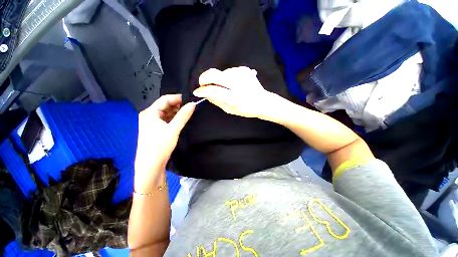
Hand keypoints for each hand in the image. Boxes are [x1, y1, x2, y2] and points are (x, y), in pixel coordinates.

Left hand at [135, 94, 195, 192]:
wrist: (151, 165)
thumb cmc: (160, 145)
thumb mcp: (173, 129)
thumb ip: (183, 115)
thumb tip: (193, 104)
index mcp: (150, 112)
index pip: (165, 99)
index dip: (178, 98)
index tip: (190, 100)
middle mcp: (149, 115)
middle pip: (165, 105)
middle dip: (178, 105)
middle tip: (191, 107)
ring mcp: (152, 122)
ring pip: (167, 113)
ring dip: (177, 112)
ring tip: (188, 113)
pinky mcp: (156, 129)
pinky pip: (166, 119)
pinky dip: (174, 119)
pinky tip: (182, 120)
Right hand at [193, 67, 275, 118]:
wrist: (263, 101)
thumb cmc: (246, 109)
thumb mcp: (230, 110)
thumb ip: (216, 101)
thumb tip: (205, 94)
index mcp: (234, 98)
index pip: (213, 91)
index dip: (202, 91)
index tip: (197, 92)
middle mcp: (237, 84)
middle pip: (213, 74)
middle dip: (204, 78)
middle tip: (203, 84)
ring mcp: (241, 74)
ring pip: (220, 72)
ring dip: (217, 79)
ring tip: (223, 87)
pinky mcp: (244, 69)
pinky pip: (228, 71)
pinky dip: (225, 77)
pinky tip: (232, 83)